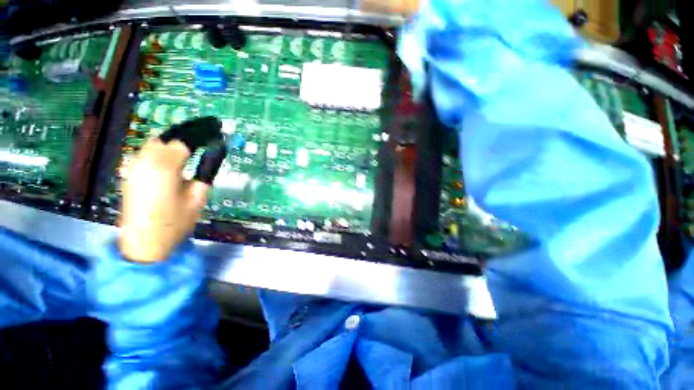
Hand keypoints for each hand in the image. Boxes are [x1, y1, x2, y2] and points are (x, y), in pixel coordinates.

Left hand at [119, 139, 208, 262]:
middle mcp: (144, 161)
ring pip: (154, 145)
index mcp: (164, 167)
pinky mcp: (129, 174)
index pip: (183, 143)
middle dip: (184, 143)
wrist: (143, 241)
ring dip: (171, 148)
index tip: (214, 139)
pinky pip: (145, 155)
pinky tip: (169, 168)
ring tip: (187, 159)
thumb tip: (211, 157)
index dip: (200, 139)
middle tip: (201, 151)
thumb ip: (204, 174)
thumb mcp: (198, 198)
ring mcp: (133, 167)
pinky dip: (159, 155)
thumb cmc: (175, 222)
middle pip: (166, 140)